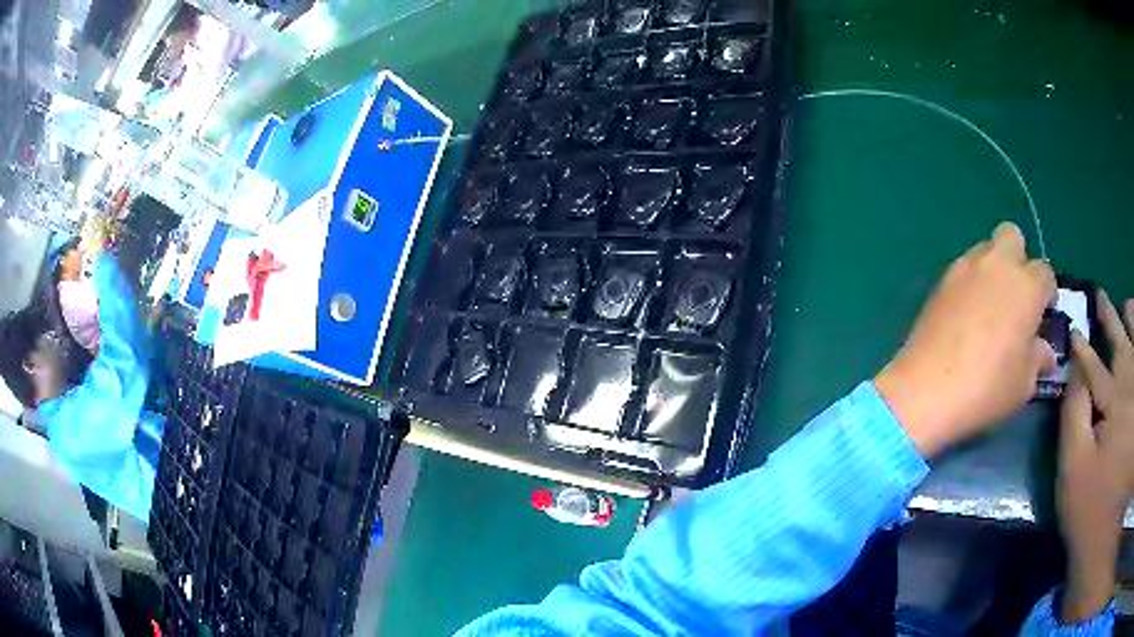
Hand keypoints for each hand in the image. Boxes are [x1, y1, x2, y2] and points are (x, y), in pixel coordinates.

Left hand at [875, 222, 1056, 456]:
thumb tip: (1045, 351)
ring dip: (993, 268)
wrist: (927, 390)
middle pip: (1013, 238)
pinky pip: (963, 268)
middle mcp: (998, 264)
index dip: (1047, 292)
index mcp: (1026, 285)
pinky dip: (971, 282)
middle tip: (1017, 297)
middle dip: (1019, 259)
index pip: (1045, 272)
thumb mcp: (1024, 383)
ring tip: (991, 307)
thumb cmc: (987, 388)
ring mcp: (966, 267)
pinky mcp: (941, 280)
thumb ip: (1038, 358)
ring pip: (986, 249)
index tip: (1044, 313)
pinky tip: (967, 314)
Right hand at [1057, 290, 1133, 622]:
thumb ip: (1074, 415)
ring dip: (1133, 324)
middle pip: (1120, 345)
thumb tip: (1073, 372)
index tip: (1073, 329)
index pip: (1094, 364)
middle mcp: (1130, 389)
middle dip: (1110, 320)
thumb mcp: (1073, 470)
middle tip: (1101, 297)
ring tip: (1128, 304)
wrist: (1104, 540)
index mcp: (1112, 401)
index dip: (1082, 347)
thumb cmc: (1089, 510)